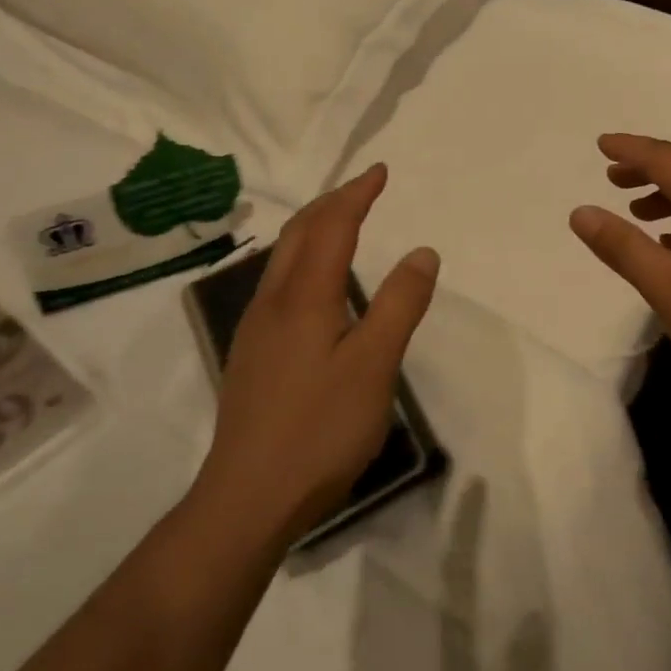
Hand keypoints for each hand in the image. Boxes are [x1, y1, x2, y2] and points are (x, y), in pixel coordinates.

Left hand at [192, 164, 438, 538]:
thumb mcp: (374, 365)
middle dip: (331, 202)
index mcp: (303, 297)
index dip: (356, 194)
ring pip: (283, 258)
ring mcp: (256, 330)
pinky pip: (278, 283)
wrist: (247, 499)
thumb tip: (422, 252)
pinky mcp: (253, 355)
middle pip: (298, 233)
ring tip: (341, 222)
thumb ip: (399, 305)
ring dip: (313, 228)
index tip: (380, 171)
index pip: (331, 226)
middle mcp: (272, 302)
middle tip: (362, 188)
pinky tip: (314, 284)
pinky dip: (303, 258)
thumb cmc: (319, 429)